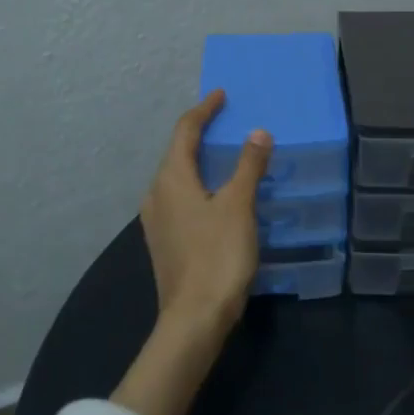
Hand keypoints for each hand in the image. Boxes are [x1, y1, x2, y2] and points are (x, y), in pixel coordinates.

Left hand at [139, 89, 271, 333]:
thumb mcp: (239, 206)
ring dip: (198, 161)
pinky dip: (198, 185)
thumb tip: (257, 132)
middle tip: (225, 121)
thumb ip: (248, 166)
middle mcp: (156, 194)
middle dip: (199, 134)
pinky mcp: (164, 241)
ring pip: (177, 178)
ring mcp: (156, 221)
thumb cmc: (217, 256)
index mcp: (171, 179)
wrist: (194, 319)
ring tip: (223, 155)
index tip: (220, 95)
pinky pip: (179, 198)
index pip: (184, 131)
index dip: (203, 110)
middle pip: (176, 153)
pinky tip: (215, 195)